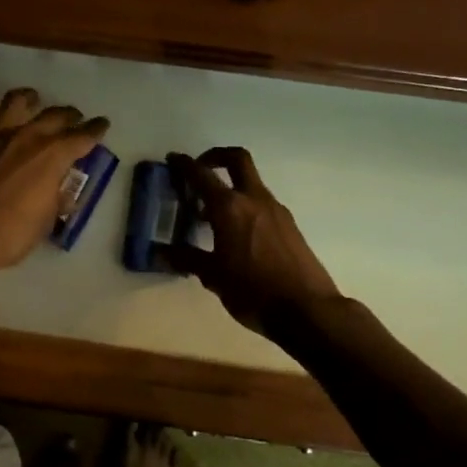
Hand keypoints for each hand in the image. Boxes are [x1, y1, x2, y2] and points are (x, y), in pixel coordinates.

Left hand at [0, 88, 107, 286]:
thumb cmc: (9, 234)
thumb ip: (56, 200)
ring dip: (29, 99)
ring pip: (16, 100)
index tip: (102, 124)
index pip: (83, 136)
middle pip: (55, 115)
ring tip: (33, 101)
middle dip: (70, 115)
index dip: (95, 129)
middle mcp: (28, 136)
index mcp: (53, 156)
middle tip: (74, 119)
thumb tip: (62, 193)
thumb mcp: (45, 223)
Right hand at [165, 147, 339, 332]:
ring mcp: (276, 210)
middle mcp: (254, 199)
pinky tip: (237, 235)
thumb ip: (186, 259)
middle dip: (216, 157)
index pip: (201, 175)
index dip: (184, 164)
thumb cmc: (253, 291)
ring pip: (251, 183)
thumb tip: (159, 253)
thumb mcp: (213, 276)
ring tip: (212, 215)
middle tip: (200, 170)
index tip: (173, 159)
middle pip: (236, 159)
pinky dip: (245, 206)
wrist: (307, 310)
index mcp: (229, 207)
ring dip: (231, 187)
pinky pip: (262, 204)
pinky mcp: (289, 225)